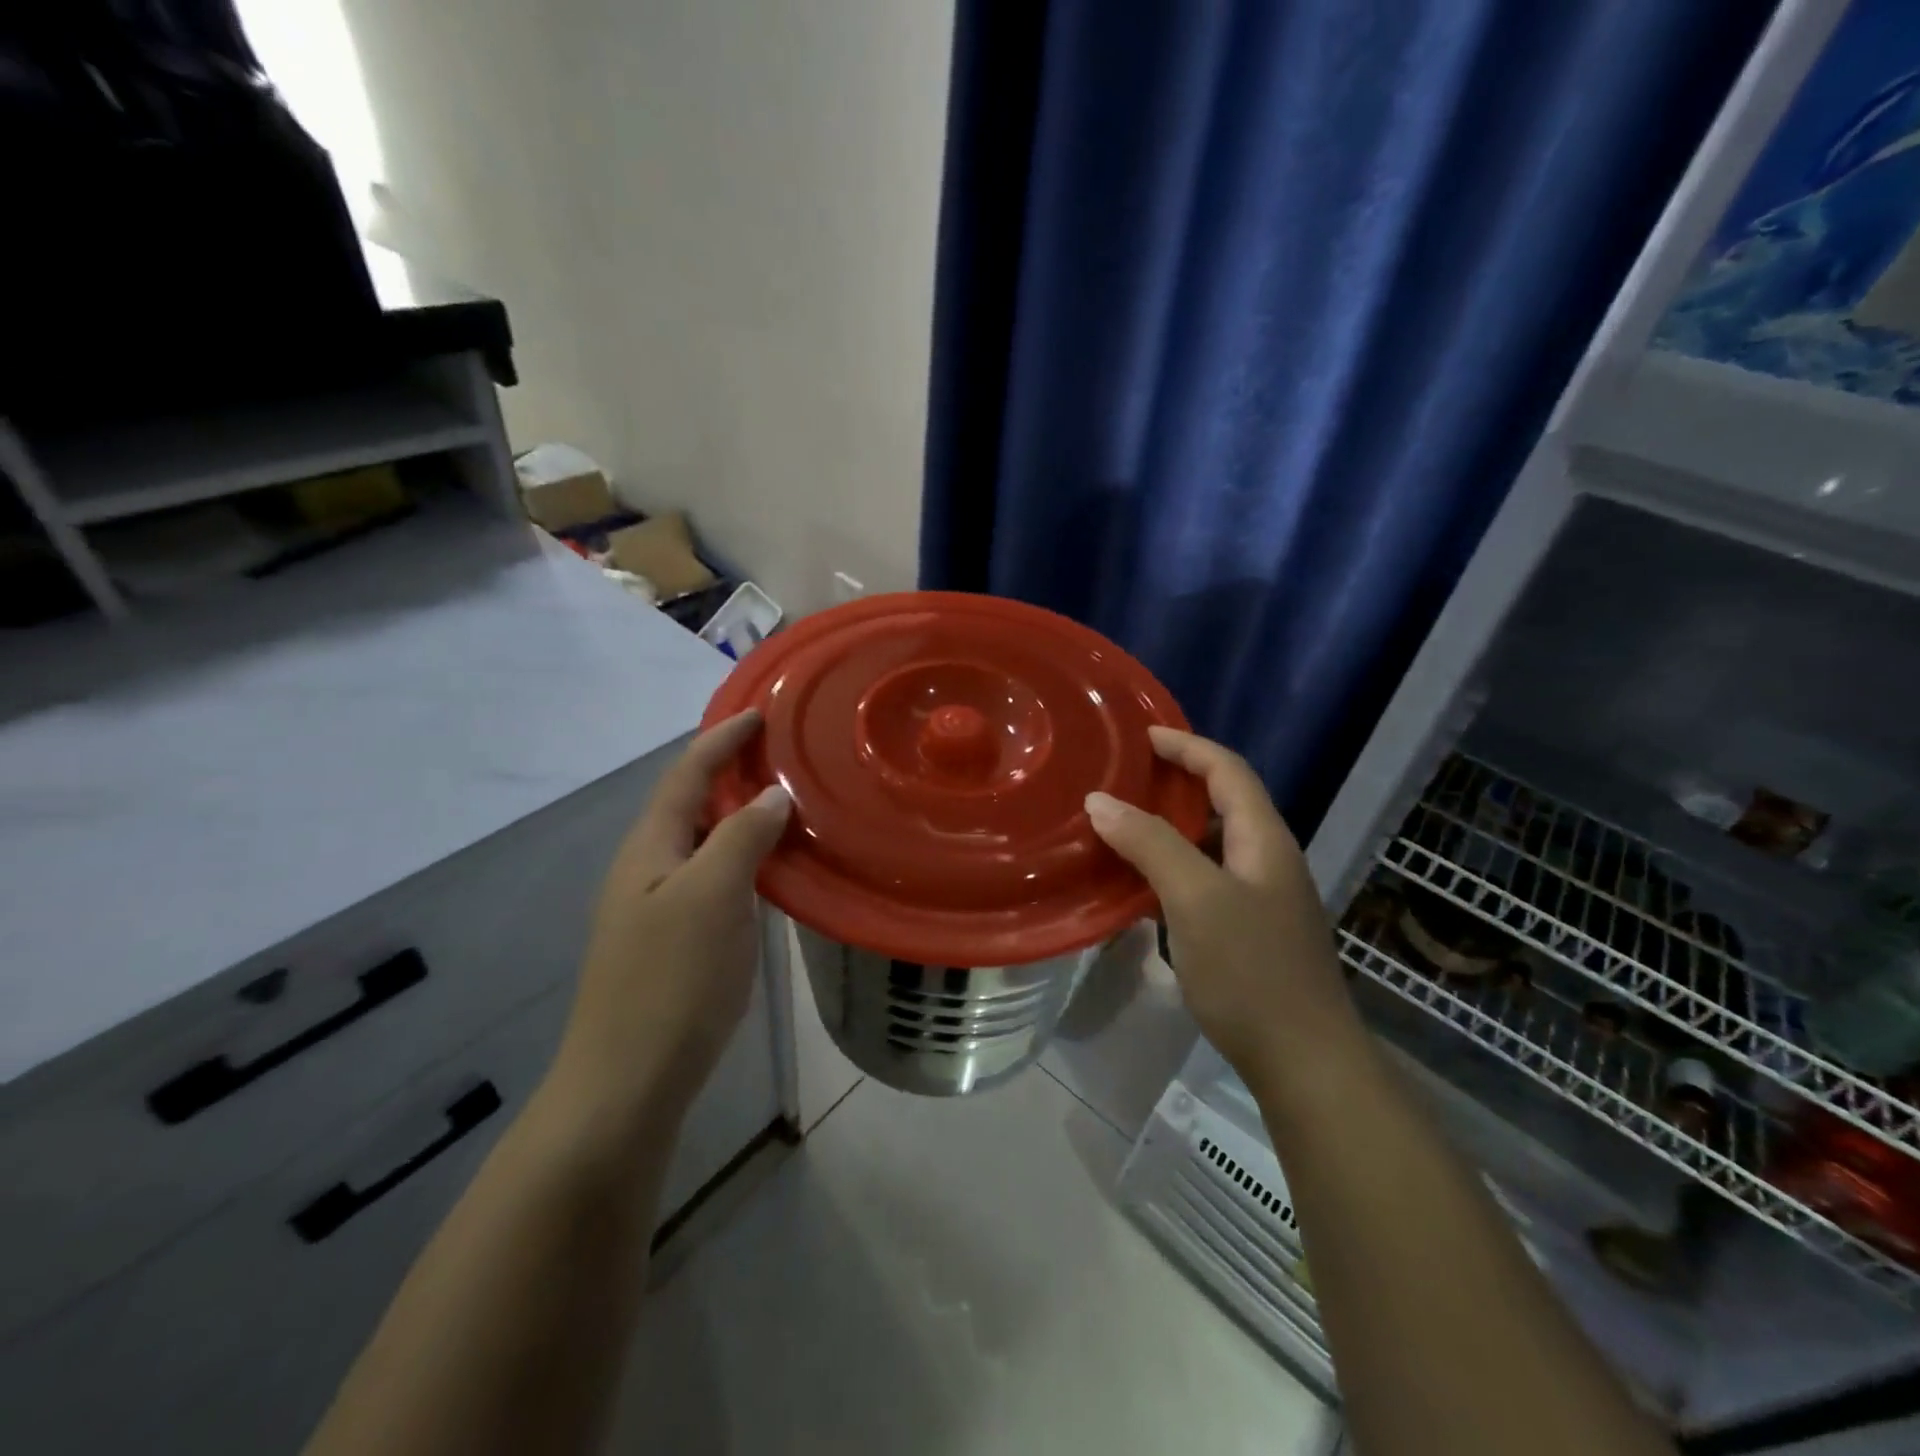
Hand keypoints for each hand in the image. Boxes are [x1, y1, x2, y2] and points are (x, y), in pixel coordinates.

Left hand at [546, 711, 790, 1130]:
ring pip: (701, 842)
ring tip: (783, 800)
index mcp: (650, 847)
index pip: (686, 773)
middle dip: (729, 770)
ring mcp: (656, 907)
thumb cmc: (671, 981)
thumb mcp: (712, 897)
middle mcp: (647, 868)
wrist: (627, 1082)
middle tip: (780, 754)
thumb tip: (771, 793)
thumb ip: (742, 836)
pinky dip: (741, 856)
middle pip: (689, 802)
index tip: (759, 714)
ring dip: (737, 814)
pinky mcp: (673, 940)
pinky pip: (711, 876)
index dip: (721, 740)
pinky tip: (770, 868)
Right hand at [1084, 727, 1358, 1081]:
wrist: (1304, 1062)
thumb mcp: (1195, 898)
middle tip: (1126, 777)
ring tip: (1124, 822)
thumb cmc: (1251, 971)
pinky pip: (1207, 877)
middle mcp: (1269, 859)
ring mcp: (1263, 898)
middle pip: (1226, 801)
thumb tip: (1100, 801)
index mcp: (1265, 840)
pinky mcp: (1250, 930)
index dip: (1188, 745)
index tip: (1142, 736)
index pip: (1228, 770)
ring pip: (1214, 842)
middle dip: (1179, 780)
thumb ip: (1150, 844)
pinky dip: (1174, 864)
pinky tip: (1142, 882)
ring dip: (1173, 824)